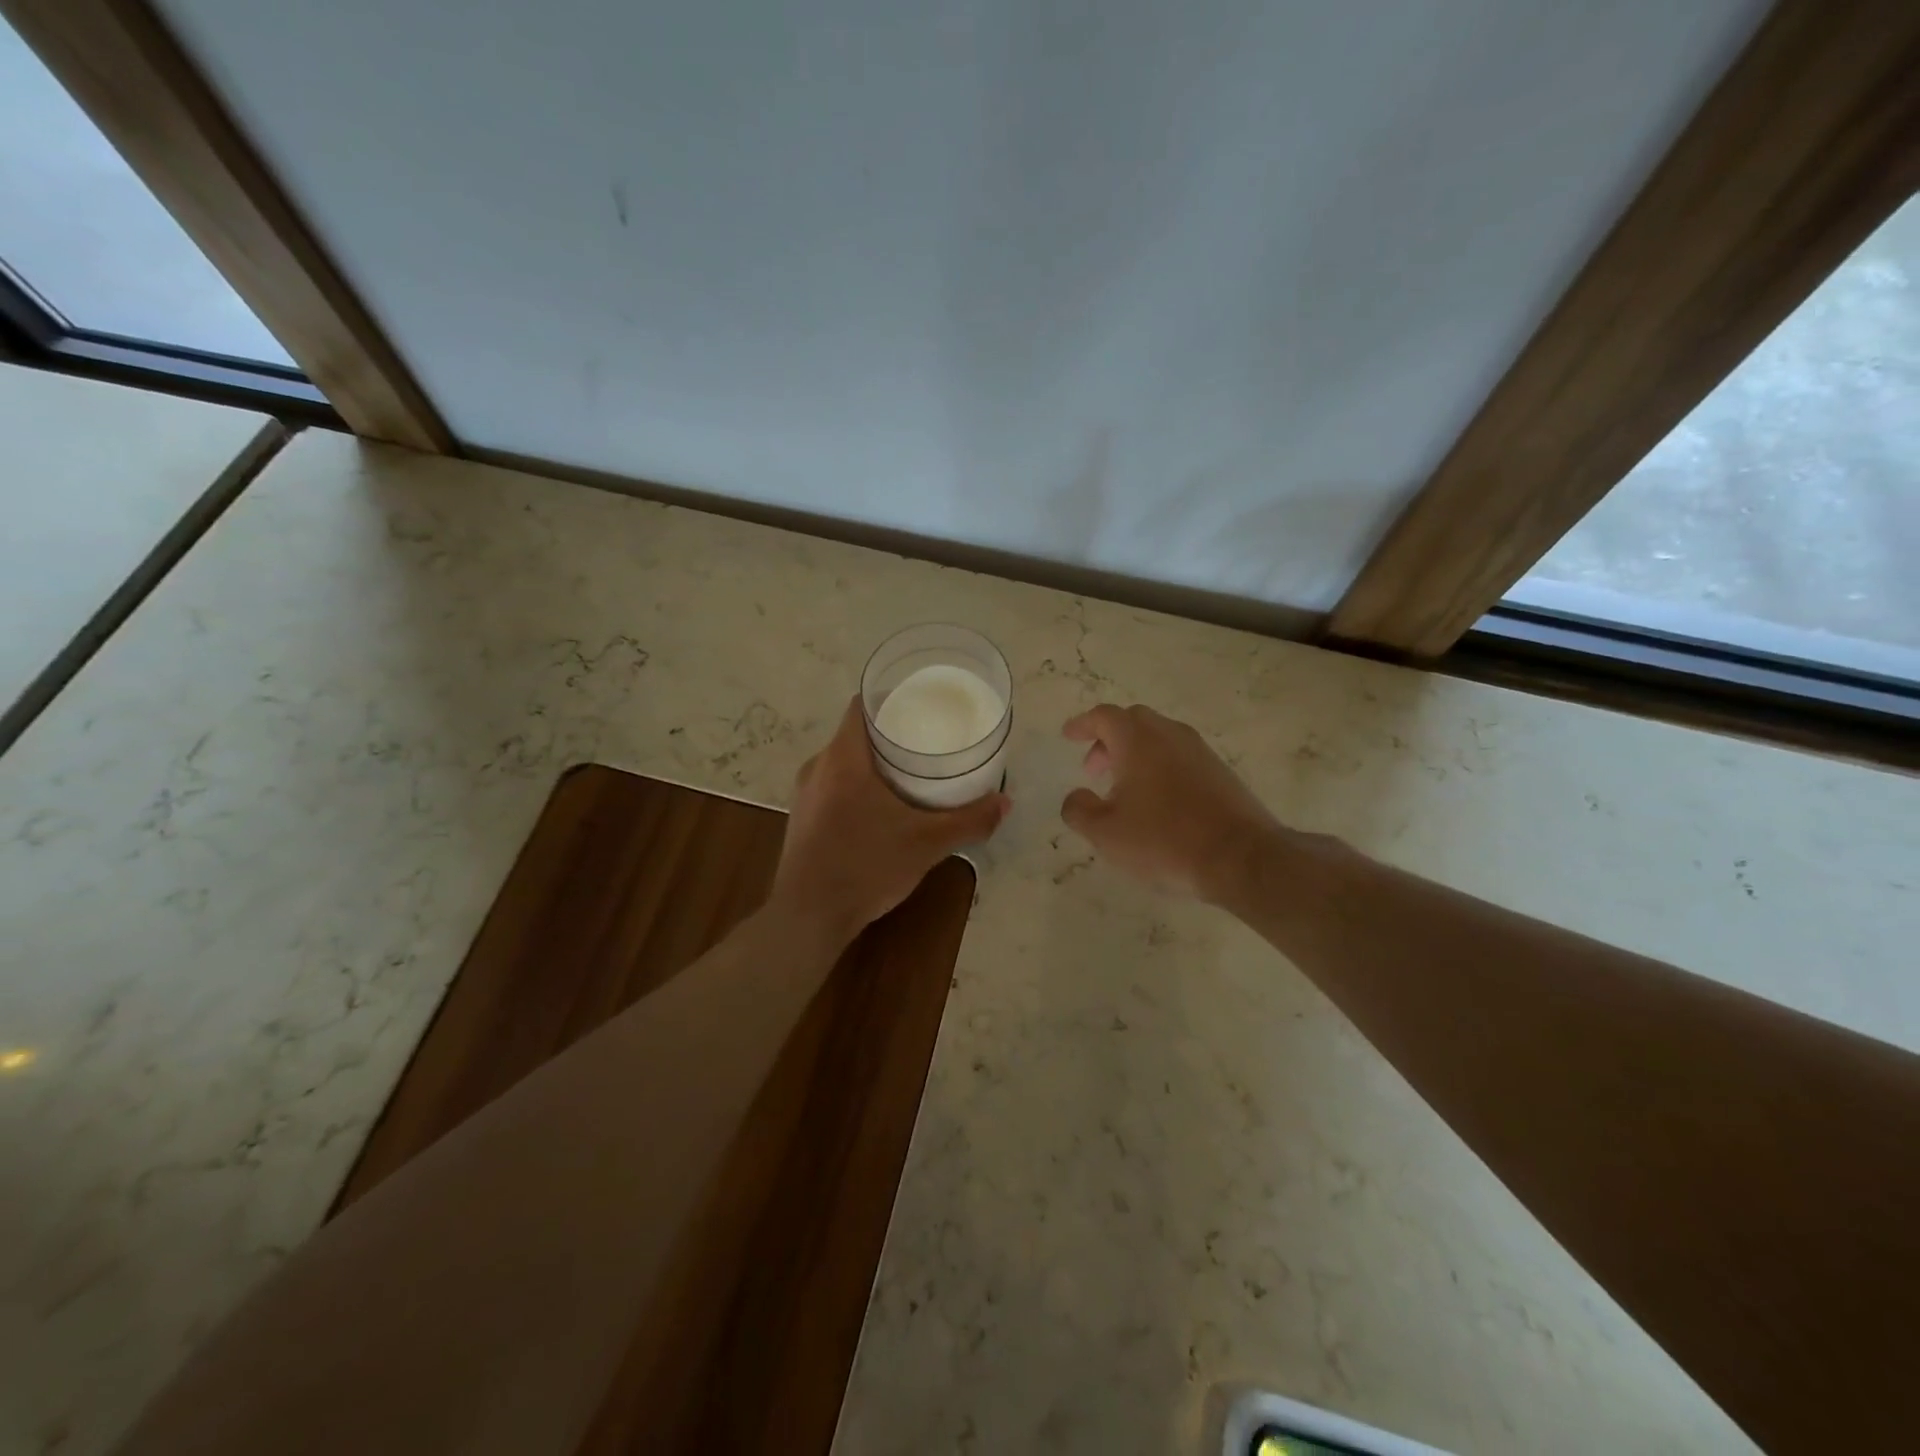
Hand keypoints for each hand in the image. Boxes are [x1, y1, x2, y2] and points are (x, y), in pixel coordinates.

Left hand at [772, 697, 1009, 944]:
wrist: (809, 917)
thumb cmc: (866, 867)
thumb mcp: (927, 843)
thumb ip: (969, 820)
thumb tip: (1006, 802)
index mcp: (843, 758)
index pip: (862, 704)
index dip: (891, 696)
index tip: (920, 701)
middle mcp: (818, 766)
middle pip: (856, 733)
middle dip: (890, 732)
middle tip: (927, 738)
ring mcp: (805, 794)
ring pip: (843, 761)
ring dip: (873, 762)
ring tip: (910, 771)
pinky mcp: (802, 818)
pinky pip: (833, 785)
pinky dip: (857, 785)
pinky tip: (881, 806)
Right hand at [1061, 703, 1280, 901]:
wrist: (1240, 857)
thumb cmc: (1163, 840)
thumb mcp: (1106, 833)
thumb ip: (1079, 810)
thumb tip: (1075, 796)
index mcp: (1138, 740)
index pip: (1104, 717)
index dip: (1082, 724)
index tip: (1068, 735)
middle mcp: (1169, 735)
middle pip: (1133, 721)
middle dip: (1108, 739)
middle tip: (1094, 768)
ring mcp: (1199, 751)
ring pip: (1159, 738)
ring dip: (1135, 754)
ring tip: (1123, 790)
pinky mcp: (1220, 771)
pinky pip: (1179, 756)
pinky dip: (1159, 766)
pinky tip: (1156, 801)